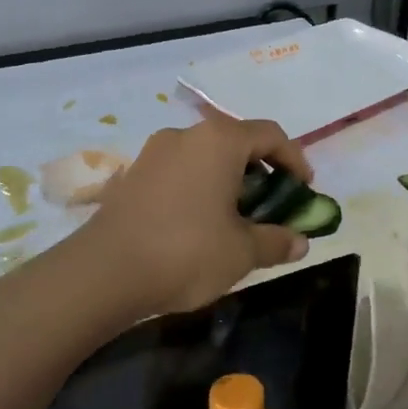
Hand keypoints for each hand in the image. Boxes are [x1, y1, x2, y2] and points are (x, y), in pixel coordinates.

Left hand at [81, 116, 312, 316]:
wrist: (102, 273)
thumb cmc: (185, 252)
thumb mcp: (242, 252)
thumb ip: (276, 241)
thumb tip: (300, 242)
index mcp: (219, 141)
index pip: (271, 135)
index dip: (295, 160)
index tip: (304, 190)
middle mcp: (186, 135)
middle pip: (237, 143)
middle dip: (262, 172)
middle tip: (272, 206)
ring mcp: (153, 153)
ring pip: (205, 157)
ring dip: (228, 181)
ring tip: (236, 218)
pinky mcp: (131, 175)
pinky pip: (179, 172)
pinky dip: (199, 188)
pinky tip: (198, 224)